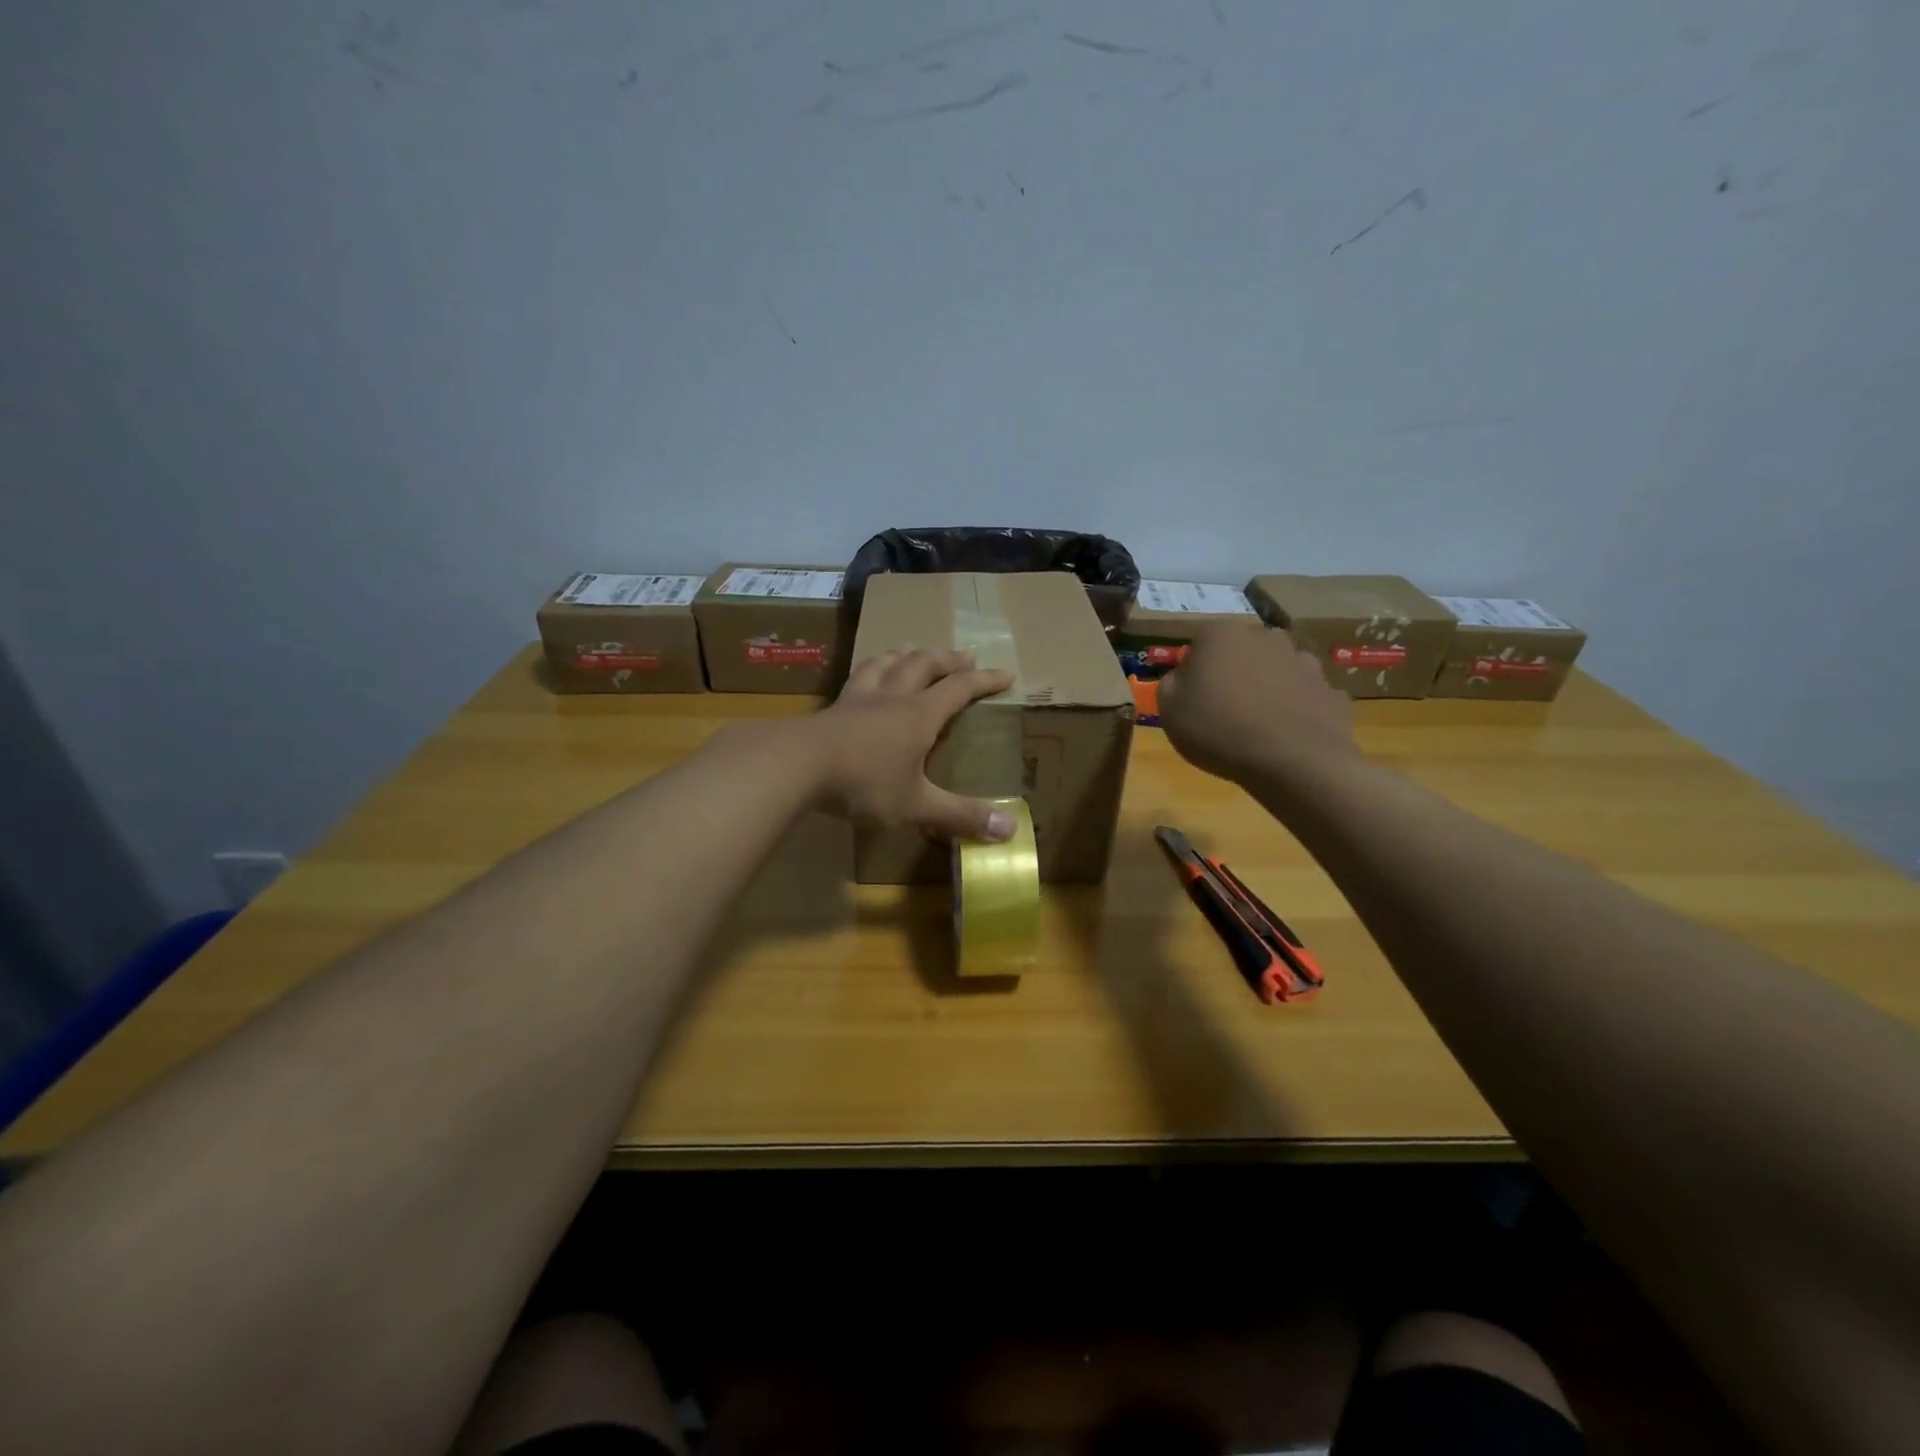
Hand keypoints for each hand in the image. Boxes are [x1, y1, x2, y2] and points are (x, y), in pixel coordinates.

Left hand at [806, 649, 1017, 840]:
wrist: (795, 765)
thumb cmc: (863, 783)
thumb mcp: (916, 804)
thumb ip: (960, 816)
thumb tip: (1010, 831)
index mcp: (919, 715)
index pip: (960, 688)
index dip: (985, 680)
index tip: (1007, 674)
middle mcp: (892, 697)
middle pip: (924, 664)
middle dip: (948, 659)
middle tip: (965, 656)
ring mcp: (859, 698)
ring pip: (888, 662)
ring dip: (907, 654)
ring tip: (915, 650)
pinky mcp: (833, 706)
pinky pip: (857, 675)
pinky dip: (871, 667)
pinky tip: (865, 672)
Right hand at [1158, 623, 1357, 784]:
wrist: (1292, 761)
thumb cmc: (1218, 730)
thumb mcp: (1169, 710)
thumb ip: (1171, 684)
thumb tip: (1183, 676)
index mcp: (1221, 635)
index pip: (1200, 641)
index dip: (1194, 669)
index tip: (1192, 696)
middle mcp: (1265, 637)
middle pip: (1243, 650)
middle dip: (1234, 671)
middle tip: (1224, 708)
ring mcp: (1304, 662)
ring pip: (1278, 669)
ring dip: (1268, 687)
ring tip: (1258, 724)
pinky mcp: (1331, 690)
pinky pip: (1305, 696)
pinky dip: (1298, 709)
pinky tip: (1288, 734)